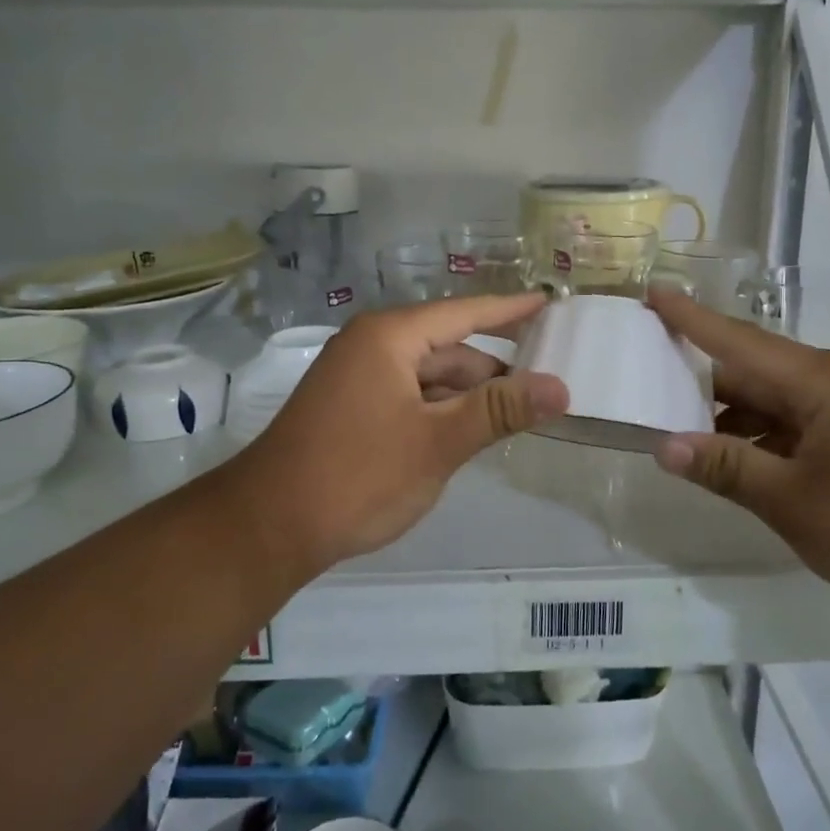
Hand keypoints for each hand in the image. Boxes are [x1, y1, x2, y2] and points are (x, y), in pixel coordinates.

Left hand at [218, 295, 567, 582]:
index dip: (510, 311)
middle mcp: (372, 346)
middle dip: (495, 369)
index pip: (465, 313)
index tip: (548, 303)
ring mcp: (358, 378)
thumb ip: (499, 410)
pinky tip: (469, 432)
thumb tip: (561, 387)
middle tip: (548, 385)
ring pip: (430, 377)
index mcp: (390, 337)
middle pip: (449, 348)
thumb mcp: (438, 442)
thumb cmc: (358, 475)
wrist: (269, 527)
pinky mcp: (352, 408)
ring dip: (469, 395)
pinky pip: (410, 397)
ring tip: (518, 416)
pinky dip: (441, 411)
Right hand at [648, 290, 829, 621]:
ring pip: (773, 400)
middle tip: (645, 375)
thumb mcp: (794, 502)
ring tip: (676, 426)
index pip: (738, 341)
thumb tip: (664, 446)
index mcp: (820, 383)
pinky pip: (795, 424)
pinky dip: (760, 436)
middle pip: (753, 370)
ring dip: (729, 414)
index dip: (691, 319)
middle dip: (699, 375)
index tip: (652, 292)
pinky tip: (732, 458)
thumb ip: (727, 468)